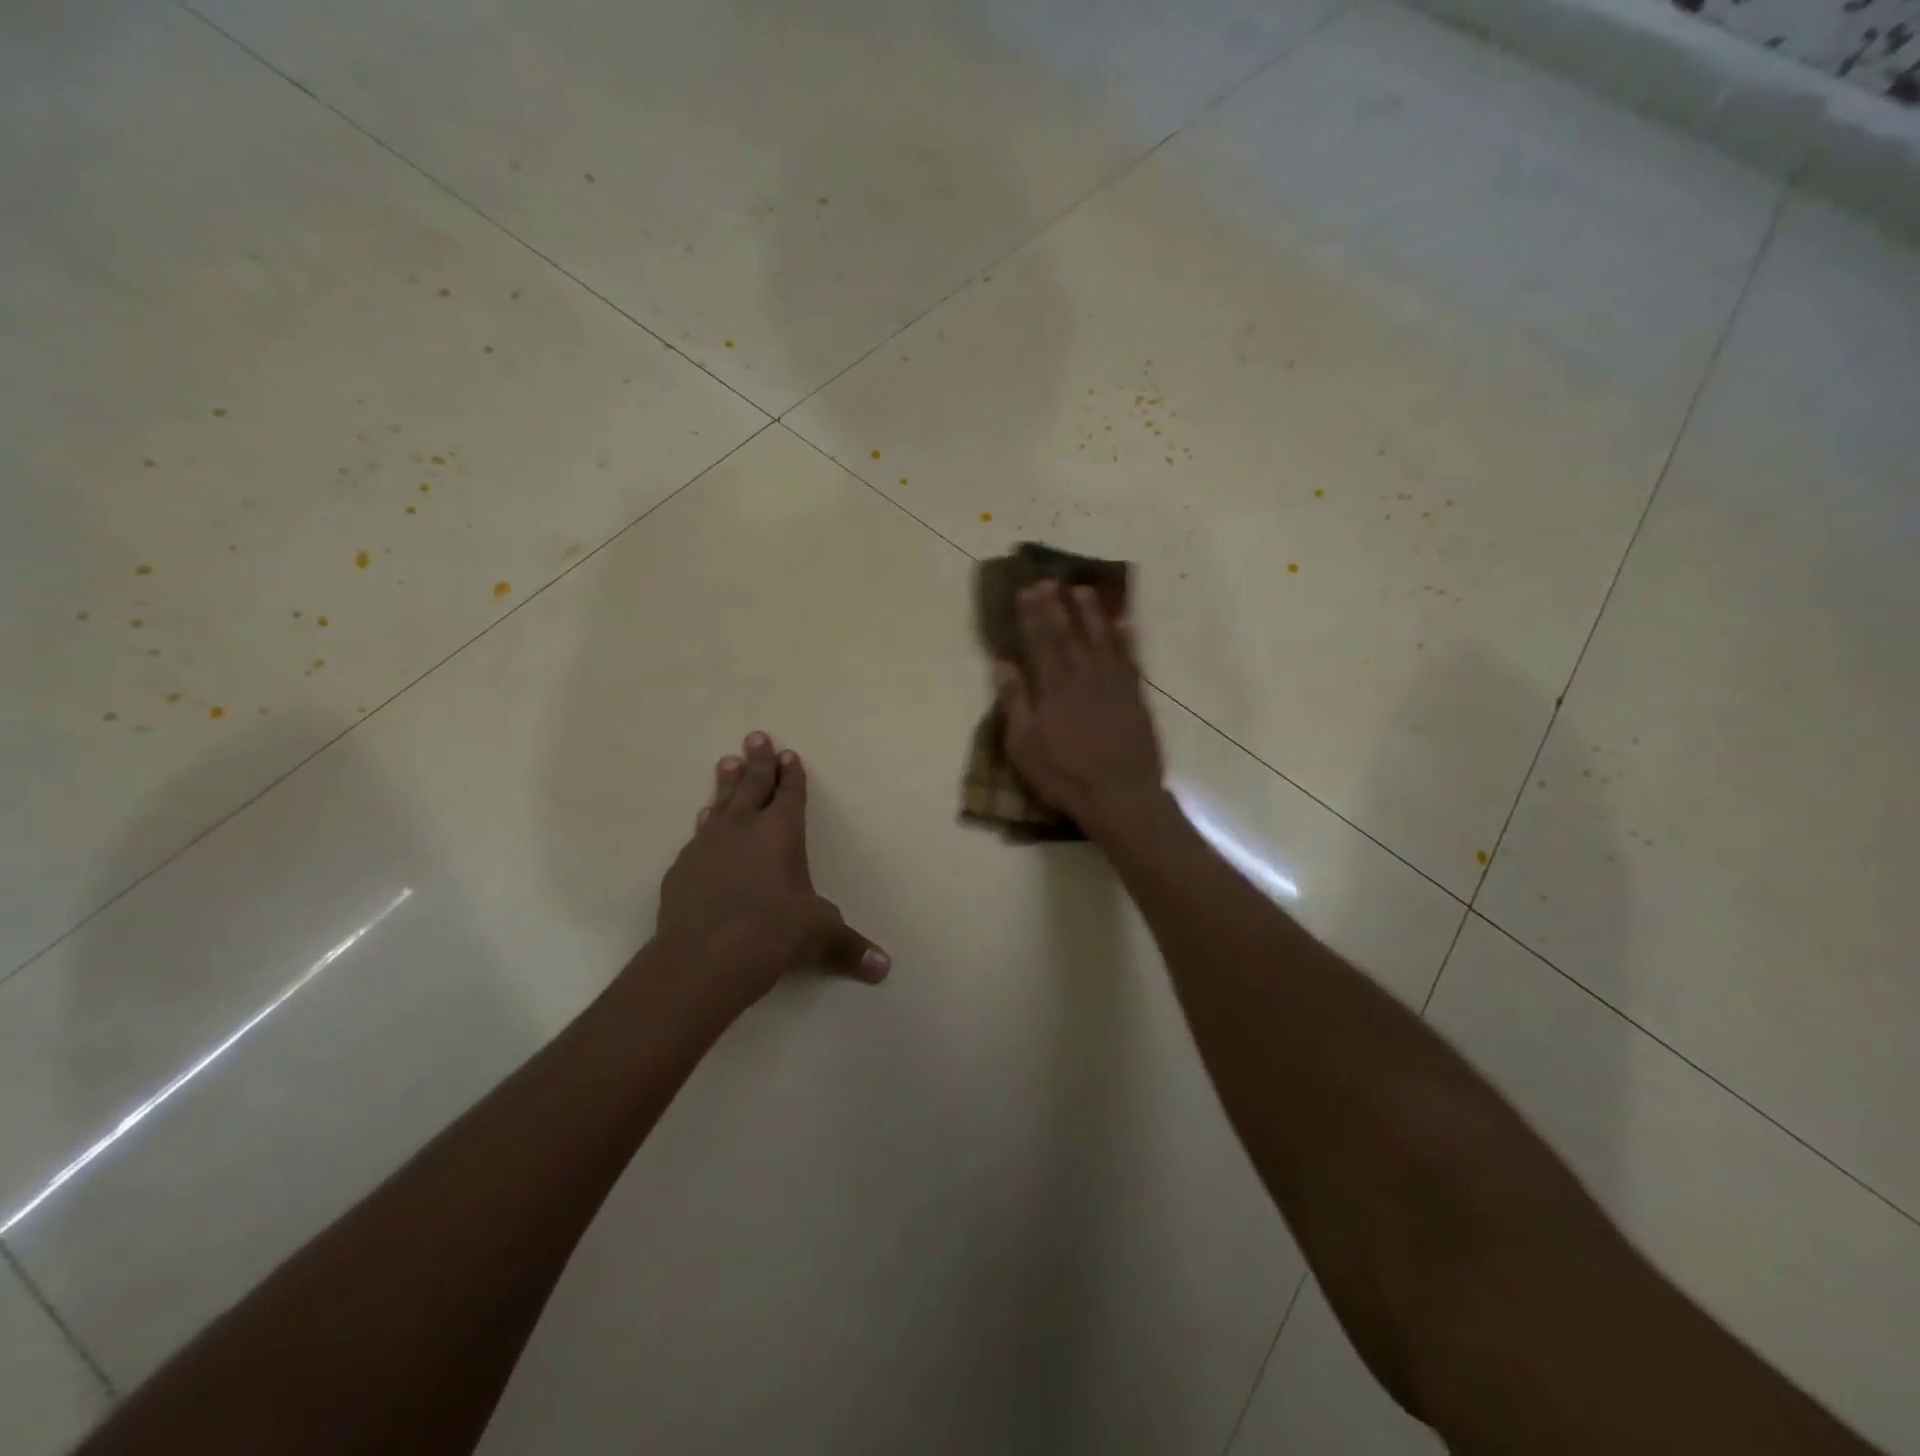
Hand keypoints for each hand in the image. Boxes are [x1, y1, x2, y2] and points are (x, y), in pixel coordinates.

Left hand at [656, 733, 889, 1005]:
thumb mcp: (818, 936)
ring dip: (726, 783)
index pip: (789, 794)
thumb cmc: (772, 933)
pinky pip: (698, 834)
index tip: (788, 754)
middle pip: (752, 785)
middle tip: (755, 736)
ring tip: (725, 762)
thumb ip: (849, 947)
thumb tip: (884, 969)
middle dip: (757, 761)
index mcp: (781, 833)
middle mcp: (744, 829)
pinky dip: (706, 823)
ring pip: (720, 804)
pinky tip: (703, 820)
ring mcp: (708, 845)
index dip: (791, 774)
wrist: (703, 957)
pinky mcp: (682, 868)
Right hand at [996, 582, 1165, 831]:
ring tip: (1084, 589)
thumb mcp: (1024, 744)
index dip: (1032, 614)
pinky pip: (1131, 658)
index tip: (1026, 590)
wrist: (1120, 794)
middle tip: (1050, 579)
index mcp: (1054, 687)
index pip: (1040, 641)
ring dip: (1093, 612)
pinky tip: (1126, 623)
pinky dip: (1127, 638)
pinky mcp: (1136, 696)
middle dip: (1057, 605)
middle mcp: (1084, 676)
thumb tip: (1003, 663)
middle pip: (1069, 633)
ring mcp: (1114, 684)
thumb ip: (1016, 701)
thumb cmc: (1064, 775)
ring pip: (1103, 638)